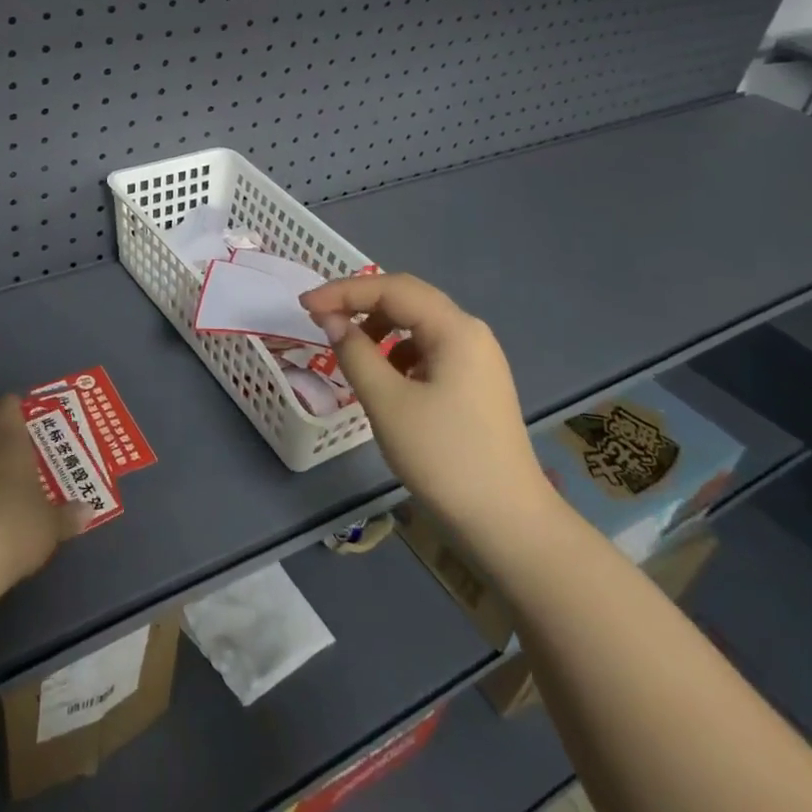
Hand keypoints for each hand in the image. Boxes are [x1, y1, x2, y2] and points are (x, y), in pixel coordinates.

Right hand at [299, 273, 552, 544]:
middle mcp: (470, 333)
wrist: (507, 522)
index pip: (392, 288)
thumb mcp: (387, 402)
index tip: (304, 307)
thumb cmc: (444, 457)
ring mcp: (476, 359)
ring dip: (378, 327)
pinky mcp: (474, 383)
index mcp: (455, 329)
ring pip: (417, 324)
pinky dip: (397, 351)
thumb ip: (354, 353)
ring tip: (348, 349)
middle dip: (360, 303)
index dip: (343, 291)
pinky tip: (383, 376)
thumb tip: (331, 320)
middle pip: (407, 298)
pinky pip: (428, 349)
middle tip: (319, 317)